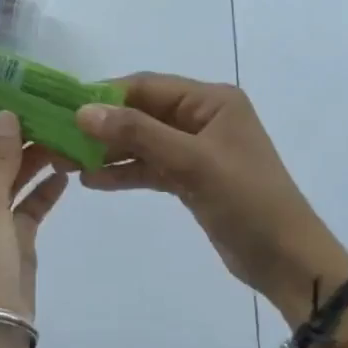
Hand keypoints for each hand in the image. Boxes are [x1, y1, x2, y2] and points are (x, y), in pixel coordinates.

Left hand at [0, 110, 69, 347]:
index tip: (16, 98)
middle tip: (51, 113)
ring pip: (11, 179)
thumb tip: (5, 115)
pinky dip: (44, 190)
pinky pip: (29, 207)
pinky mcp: (14, 241)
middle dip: (15, 136)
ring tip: (65, 136)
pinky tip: (67, 173)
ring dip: (33, 160)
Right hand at [74, 75, 347, 319]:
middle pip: (140, 113)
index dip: (104, 96)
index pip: (146, 86)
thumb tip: (82, 111)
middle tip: (59, 140)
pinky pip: (149, 166)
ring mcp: (195, 149)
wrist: (288, 261)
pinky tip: (92, 181)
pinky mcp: (190, 178)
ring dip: (108, 151)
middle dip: (101, 127)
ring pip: (142, 141)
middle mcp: (202, 117)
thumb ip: (137, 133)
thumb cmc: (246, 200)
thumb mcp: (191, 162)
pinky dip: (124, 172)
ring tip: (66, 163)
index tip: (64, 109)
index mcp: (210, 100)